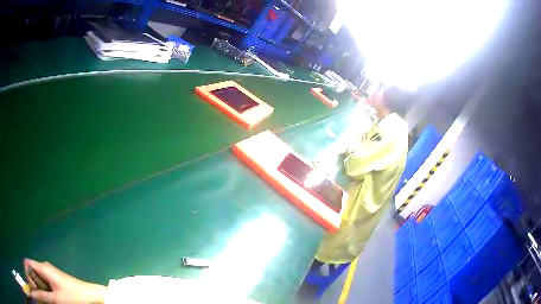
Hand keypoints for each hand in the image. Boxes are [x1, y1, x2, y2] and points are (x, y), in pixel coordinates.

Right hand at [24, 258, 106, 303]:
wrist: (92, 297)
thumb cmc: (74, 298)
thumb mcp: (56, 299)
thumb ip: (43, 296)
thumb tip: (36, 293)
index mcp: (43, 268)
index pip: (28, 264)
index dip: (26, 272)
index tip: (31, 284)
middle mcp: (45, 269)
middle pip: (32, 271)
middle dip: (32, 281)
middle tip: (36, 292)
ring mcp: (50, 275)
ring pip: (38, 278)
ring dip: (37, 287)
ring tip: (40, 296)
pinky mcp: (56, 282)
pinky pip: (45, 284)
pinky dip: (43, 290)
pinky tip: (45, 297)